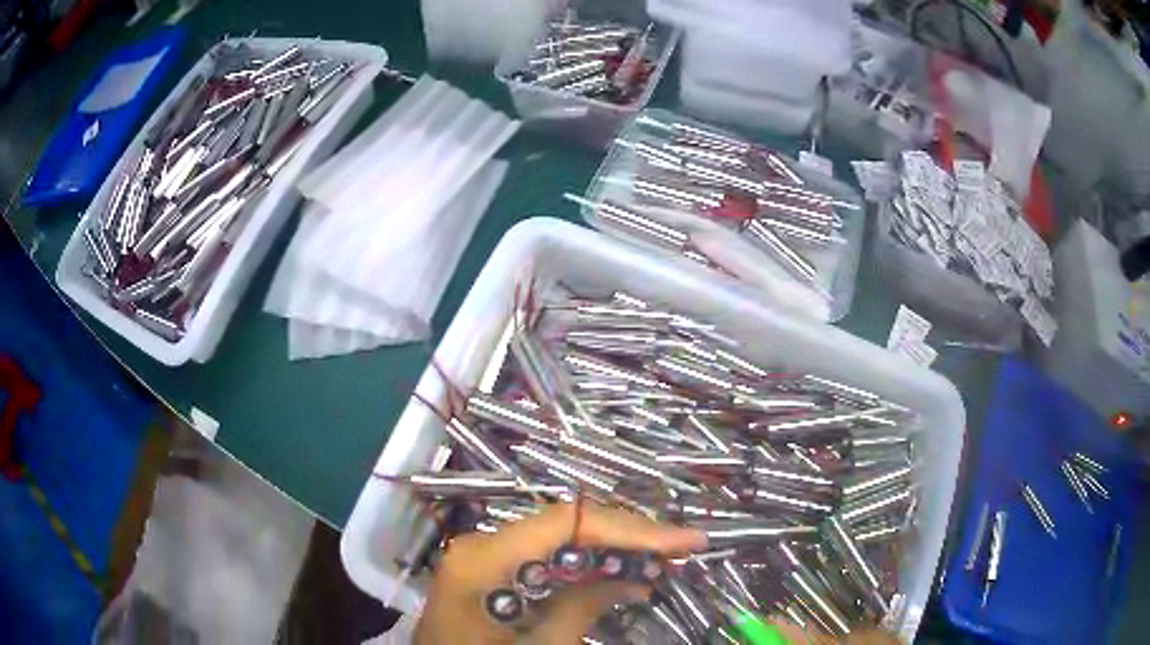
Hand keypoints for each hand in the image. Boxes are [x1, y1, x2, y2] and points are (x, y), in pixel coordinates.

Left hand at [414, 501, 706, 644]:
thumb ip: (583, 609)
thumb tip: (636, 580)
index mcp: (485, 558)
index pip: (568, 523)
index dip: (630, 528)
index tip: (682, 541)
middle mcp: (484, 543)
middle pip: (567, 524)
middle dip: (628, 534)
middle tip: (682, 545)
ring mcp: (487, 555)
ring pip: (562, 538)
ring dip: (613, 548)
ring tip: (664, 557)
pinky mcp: (494, 570)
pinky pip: (548, 558)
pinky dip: (588, 566)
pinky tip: (622, 573)